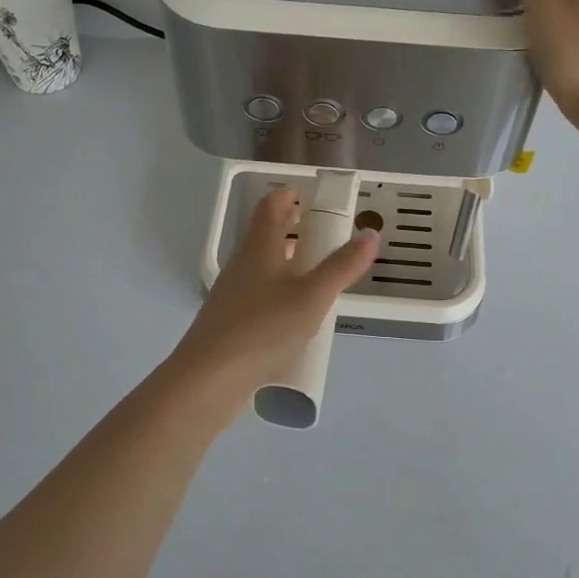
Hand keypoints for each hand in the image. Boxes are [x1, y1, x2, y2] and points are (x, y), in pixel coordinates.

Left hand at [159, 190, 376, 414]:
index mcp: (259, 249)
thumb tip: (370, 234)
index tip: (311, 196)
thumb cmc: (263, 328)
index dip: (289, 196)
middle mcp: (242, 266)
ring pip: (263, 268)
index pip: (270, 207)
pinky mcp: (230, 325)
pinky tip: (295, 315)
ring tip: (317, 273)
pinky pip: (259, 297)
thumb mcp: (312, 297)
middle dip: (293, 229)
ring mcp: (232, 296)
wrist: (207, 381)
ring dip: (288, 263)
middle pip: (266, 236)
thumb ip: (342, 266)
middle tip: (324, 232)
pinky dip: (279, 293)